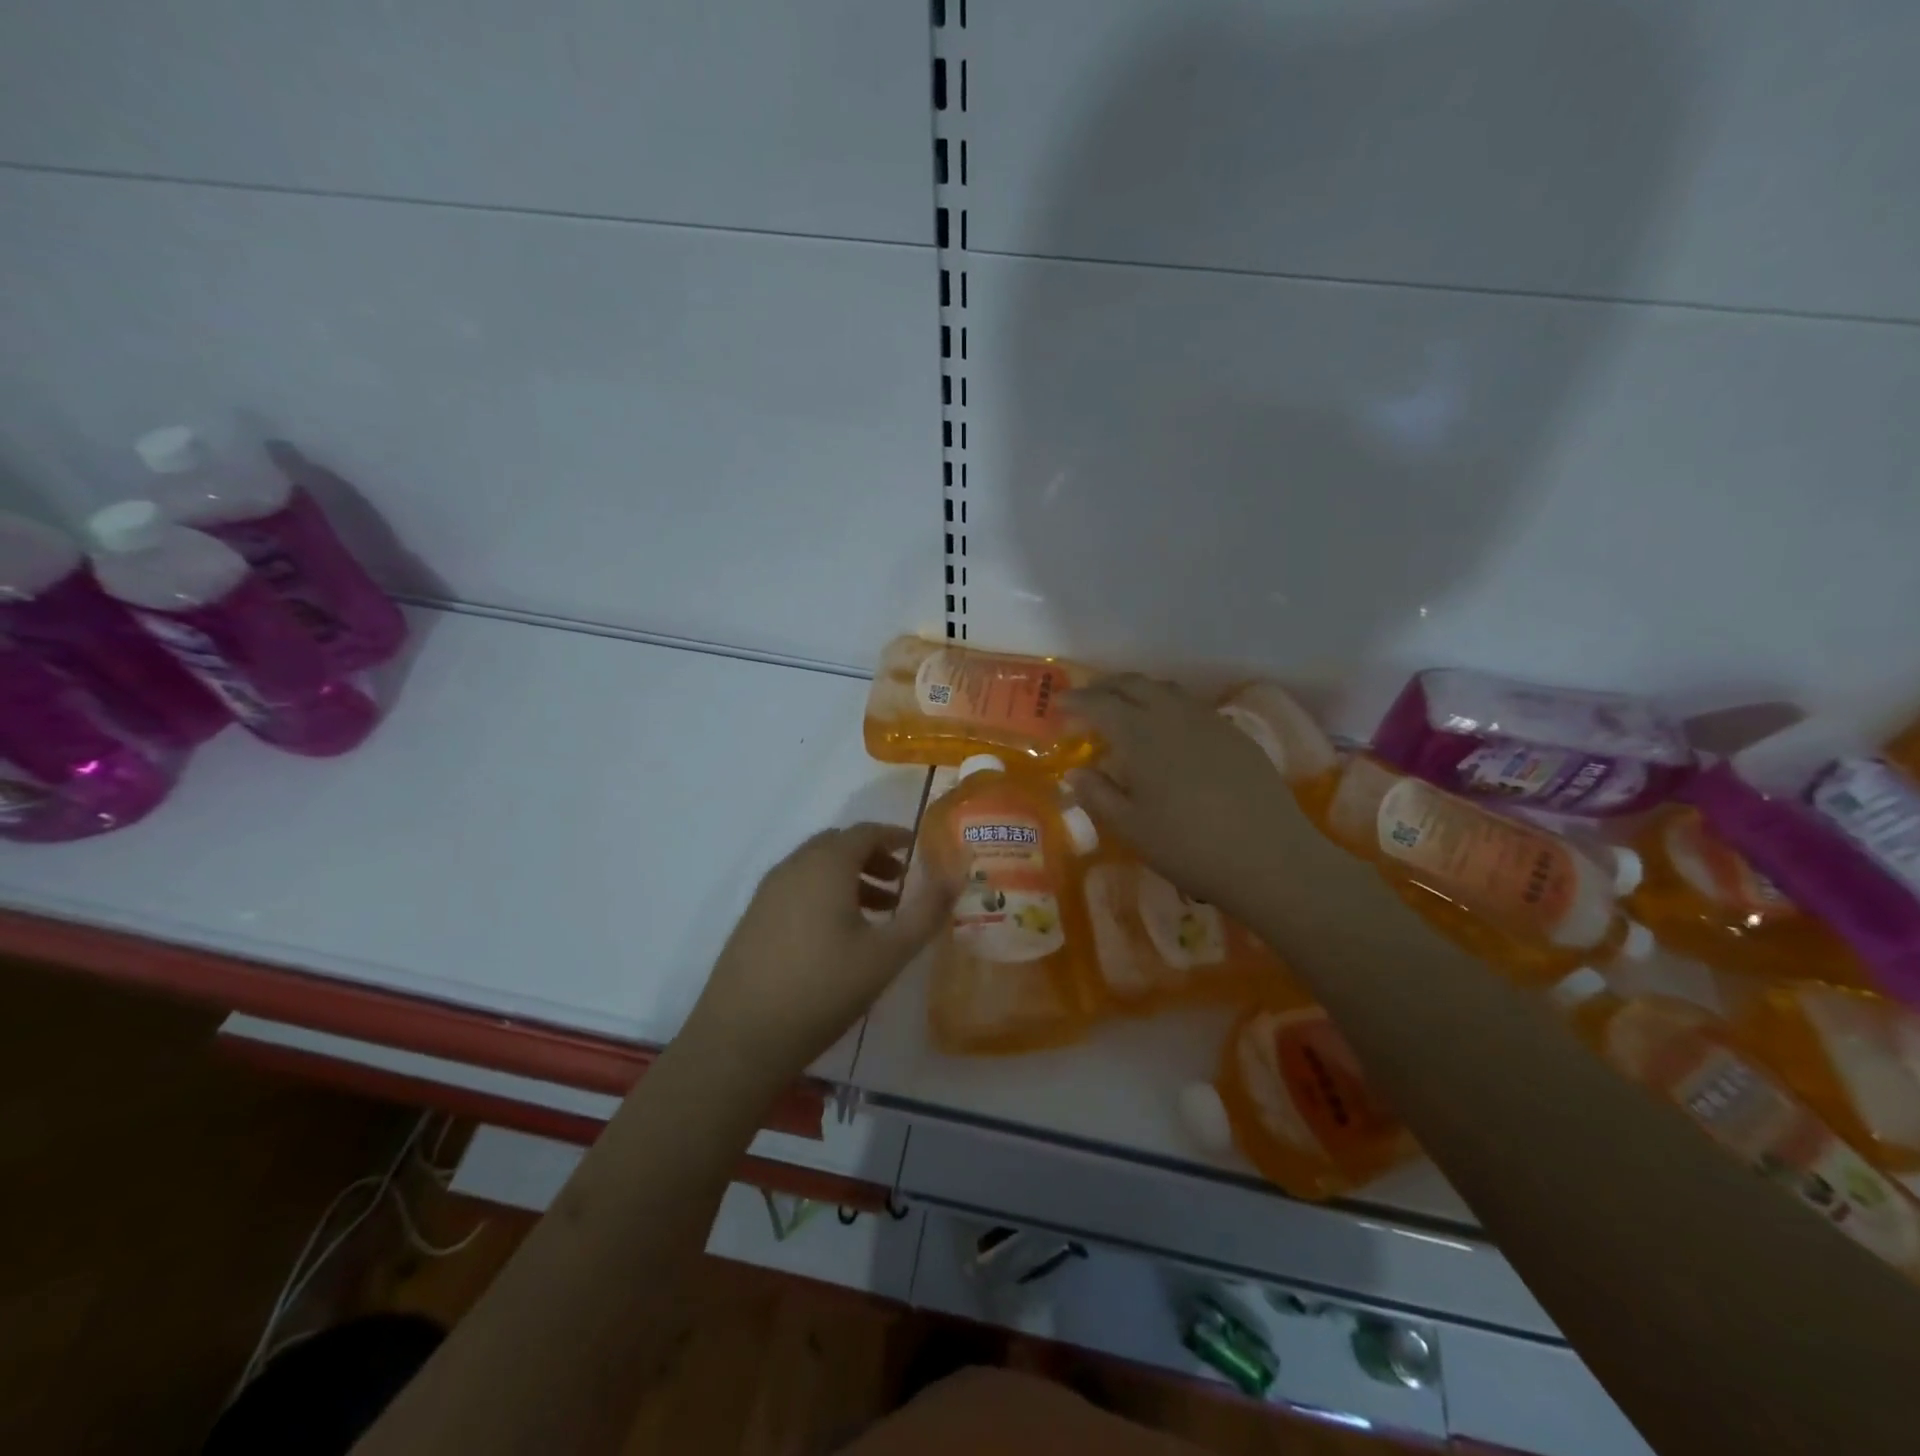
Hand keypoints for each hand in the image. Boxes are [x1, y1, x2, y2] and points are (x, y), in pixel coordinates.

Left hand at [687, 823, 955, 1076]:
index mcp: (826, 865)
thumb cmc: (824, 988)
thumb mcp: (887, 954)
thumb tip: (956, 875)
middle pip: (838, 845)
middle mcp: (793, 867)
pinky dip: (823, 893)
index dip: (895, 836)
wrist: (741, 1037)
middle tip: (899, 885)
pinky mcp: (752, 918)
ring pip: (815, 868)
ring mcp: (767, 892)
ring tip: (875, 914)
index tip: (917, 851)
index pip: (865, 832)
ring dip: (848, 878)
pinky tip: (836, 936)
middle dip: (872, 857)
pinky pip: (796, 888)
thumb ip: (926, 912)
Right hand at [1062, 676, 1345, 926]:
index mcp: (1140, 734)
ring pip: (1165, 689)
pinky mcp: (1235, 734)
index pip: (1100, 704)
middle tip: (1086, 701)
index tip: (1058, 706)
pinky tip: (1168, 730)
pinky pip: (1191, 705)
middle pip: (1133, 684)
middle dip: (1105, 687)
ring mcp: (1208, 721)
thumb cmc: (1188, 846)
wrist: (1269, 857)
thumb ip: (1098, 795)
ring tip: (1124, 709)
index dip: (1076, 702)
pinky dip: (1167, 705)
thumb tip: (1076, 772)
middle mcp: (1173, 715)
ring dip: (1138, 691)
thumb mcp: (1131, 827)